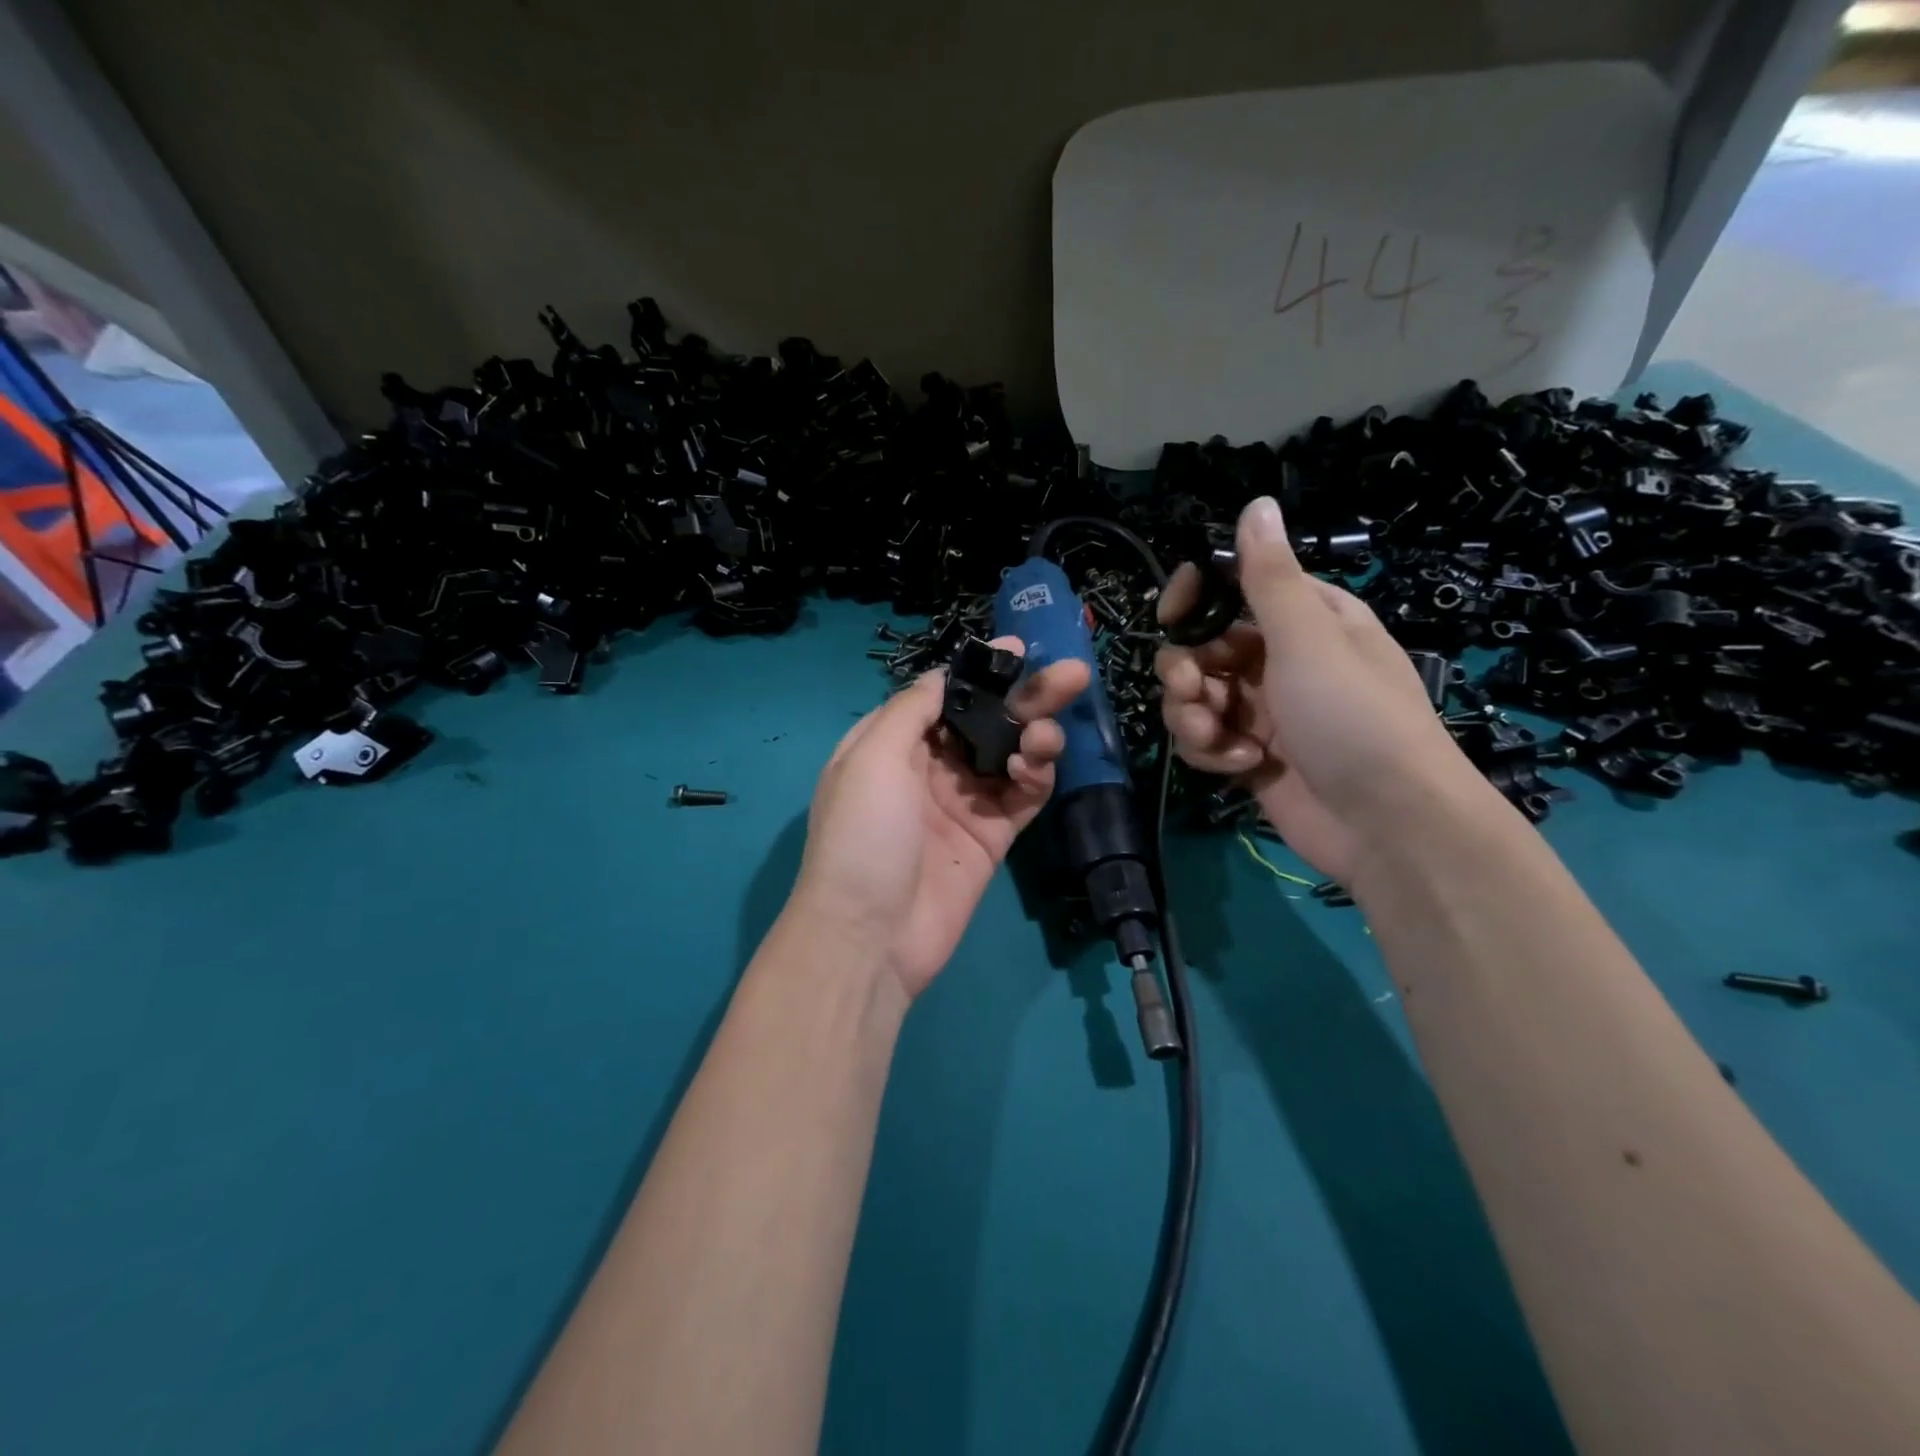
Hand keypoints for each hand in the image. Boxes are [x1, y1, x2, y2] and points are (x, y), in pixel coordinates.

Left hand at [790, 639, 1090, 999]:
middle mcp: (928, 768)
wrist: (872, 936)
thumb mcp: (870, 758)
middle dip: (1026, 697)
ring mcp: (962, 804)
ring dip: (1035, 735)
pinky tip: (1036, 768)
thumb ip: (910, 710)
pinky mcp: (991, 838)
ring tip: (1046, 735)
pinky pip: (1022, 796)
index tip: (1017, 651)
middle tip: (1072, 675)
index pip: (943, 695)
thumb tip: (941, 675)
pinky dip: (1036, 776)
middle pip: (986, 721)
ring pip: (1010, 755)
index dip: (980, 672)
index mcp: (892, 744)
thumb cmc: (863, 836)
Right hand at [1155, 495, 1492, 886]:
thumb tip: (1257, 503)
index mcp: (1304, 619)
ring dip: (1193, 716)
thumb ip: (1269, 577)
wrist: (1386, 823)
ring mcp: (1262, 710)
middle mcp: (1279, 659)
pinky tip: (1242, 766)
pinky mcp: (1249, 754)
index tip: (1171, 616)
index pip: (1231, 588)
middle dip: (1185, 672)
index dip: (1194, 599)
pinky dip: (1213, 751)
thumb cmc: (1352, 717)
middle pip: (1199, 648)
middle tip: (1192, 691)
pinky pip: (1205, 738)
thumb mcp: (1309, 638)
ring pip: (1194, 696)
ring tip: (1220, 739)